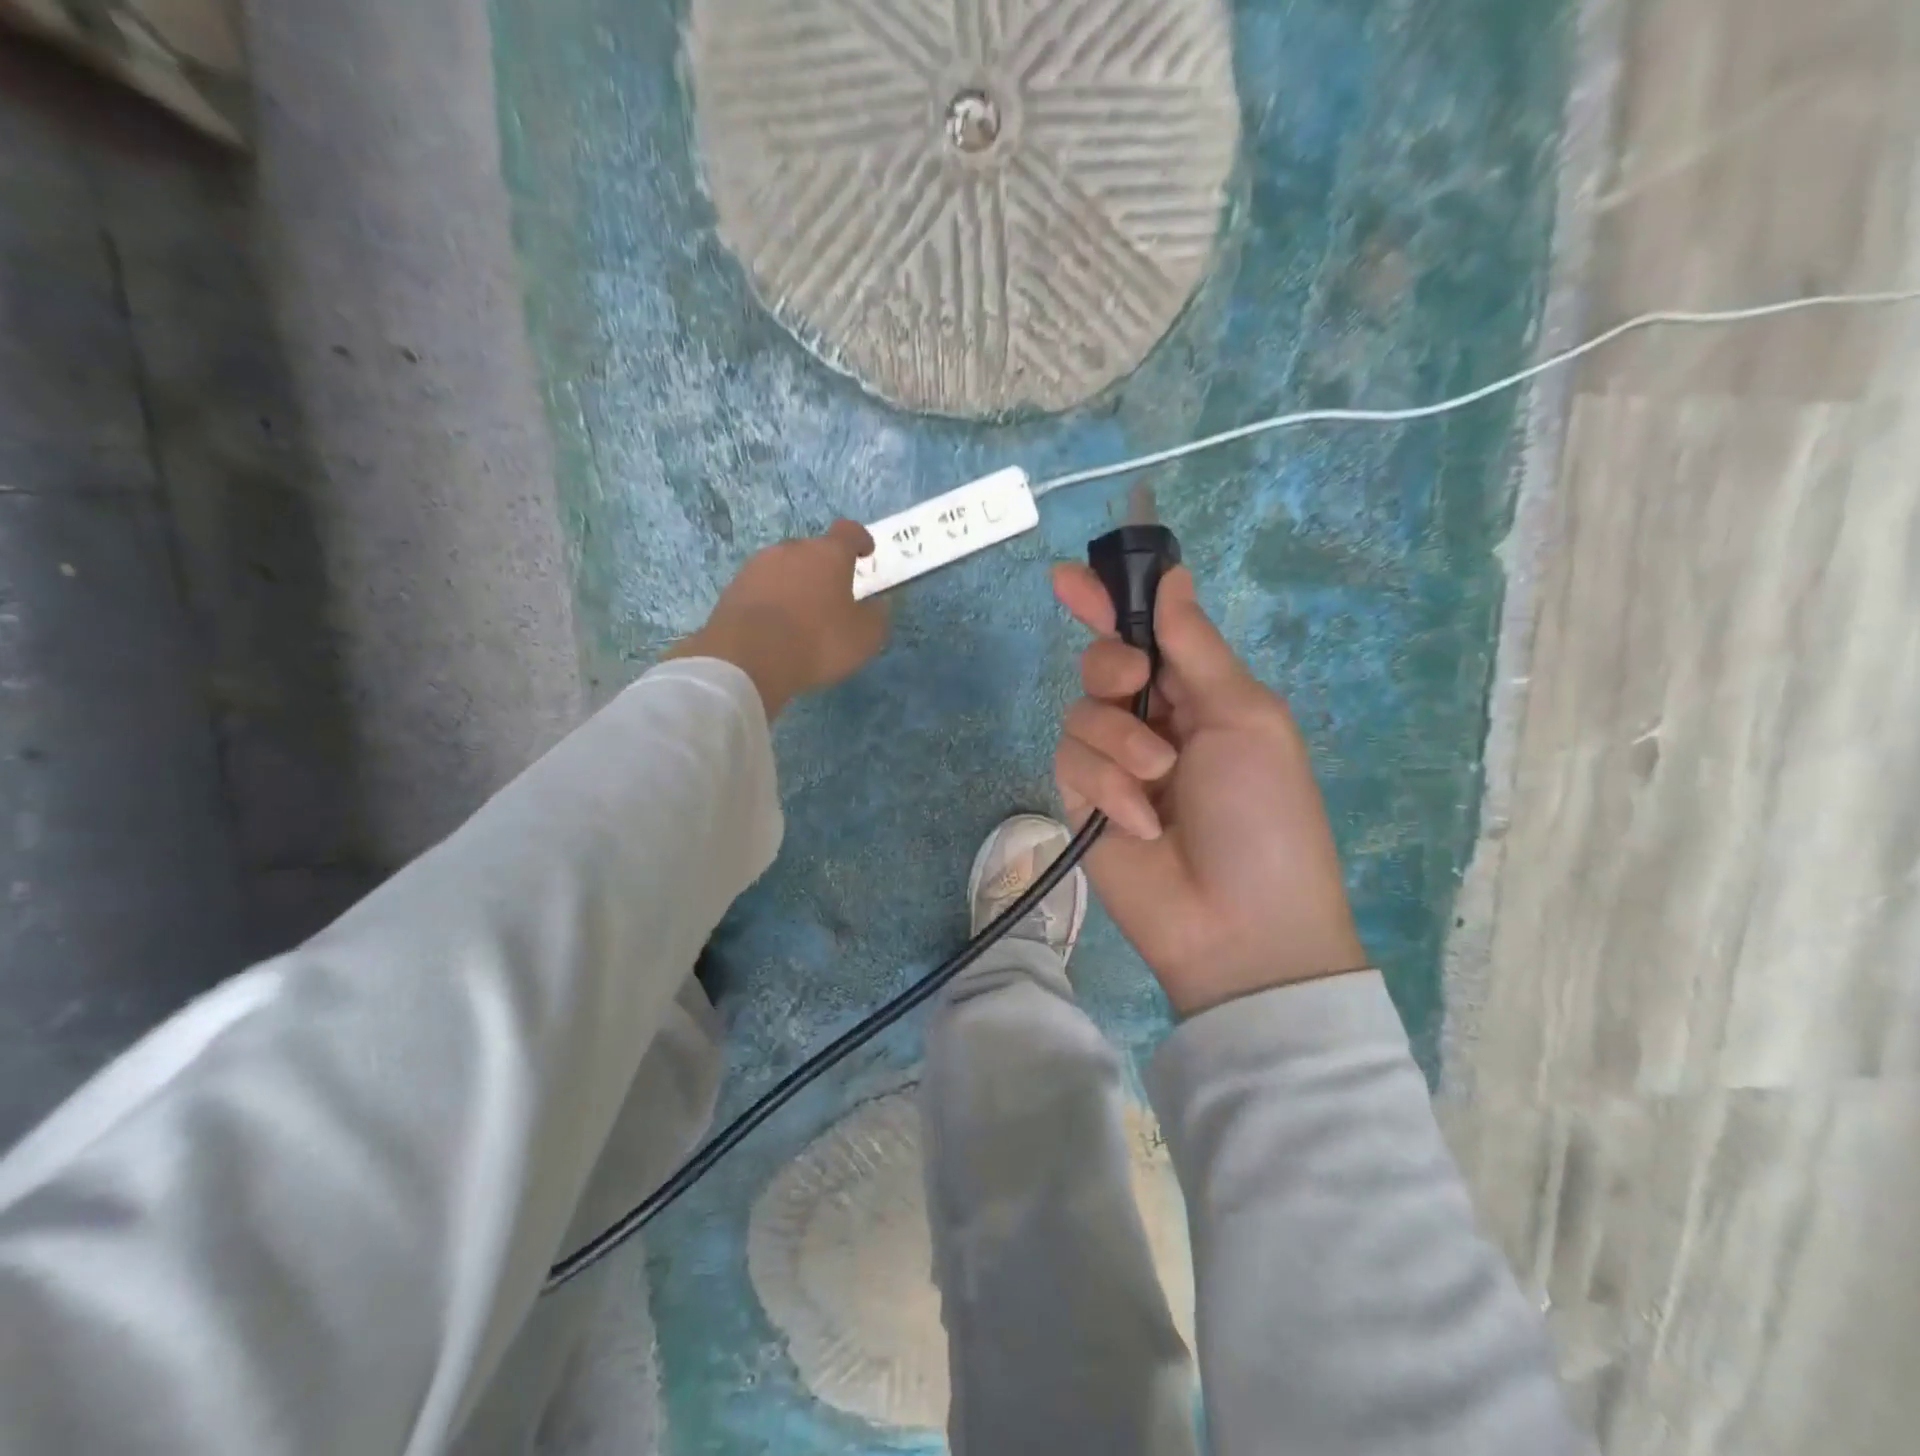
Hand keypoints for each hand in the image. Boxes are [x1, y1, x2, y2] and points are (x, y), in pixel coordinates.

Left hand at [668, 521, 887, 718]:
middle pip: (813, 550)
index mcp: (828, 554)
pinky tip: (775, 626)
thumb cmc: (817, 641)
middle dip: (824, 568)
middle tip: (832, 596)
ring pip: (785, 568)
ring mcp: (758, 566)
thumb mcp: (864, 638)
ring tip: (801, 614)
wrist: (747, 657)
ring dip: (795, 583)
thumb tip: (878, 606)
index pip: (848, 532)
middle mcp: (792, 550)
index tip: (865, 553)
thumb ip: (876, 617)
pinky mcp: (734, 587)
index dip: (859, 540)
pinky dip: (772, 600)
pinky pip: (762, 588)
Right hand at [1052, 563, 1366, 1015]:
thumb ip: (1197, 647)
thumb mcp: (1245, 718)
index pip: (1145, 634)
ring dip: (1119, 742)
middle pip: (1100, 665)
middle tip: (1133, 684)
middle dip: (1110, 667)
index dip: (1108, 602)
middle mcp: (1151, 722)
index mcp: (1199, 695)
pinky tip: (1141, 824)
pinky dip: (1107, 788)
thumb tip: (1173, 575)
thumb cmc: (1264, 813)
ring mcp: (1113, 764)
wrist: (1240, 924)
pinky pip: (1071, 765)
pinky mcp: (1084, 802)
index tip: (1068, 577)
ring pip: (1079, 713)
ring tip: (1158, 784)